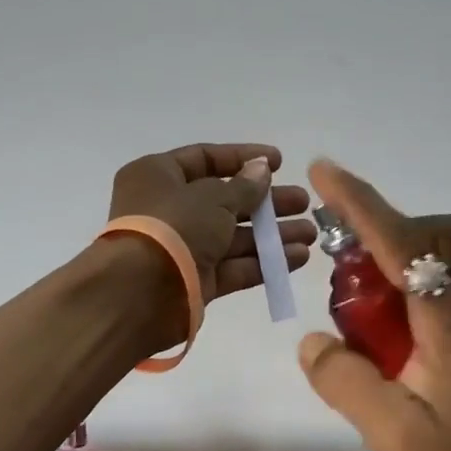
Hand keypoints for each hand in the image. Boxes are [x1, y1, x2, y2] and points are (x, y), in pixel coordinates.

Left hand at [109, 143, 314, 345]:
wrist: (140, 293)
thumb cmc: (172, 226)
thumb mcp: (213, 197)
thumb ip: (244, 186)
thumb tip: (261, 169)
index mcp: (158, 176)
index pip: (205, 158)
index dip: (243, 158)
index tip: (279, 162)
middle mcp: (168, 209)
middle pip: (225, 200)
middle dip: (266, 201)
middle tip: (303, 202)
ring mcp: (183, 247)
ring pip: (233, 236)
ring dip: (272, 234)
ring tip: (310, 232)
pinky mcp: (196, 281)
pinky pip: (234, 266)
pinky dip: (263, 261)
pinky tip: (297, 257)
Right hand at [295, 159, 450, 450]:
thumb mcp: (397, 440)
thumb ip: (348, 383)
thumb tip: (313, 341)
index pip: (400, 240)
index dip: (358, 202)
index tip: (324, 170)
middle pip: (440, 233)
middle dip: (388, 230)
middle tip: (350, 277)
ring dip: (407, 262)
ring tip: (372, 316)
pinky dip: (424, 292)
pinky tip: (405, 348)